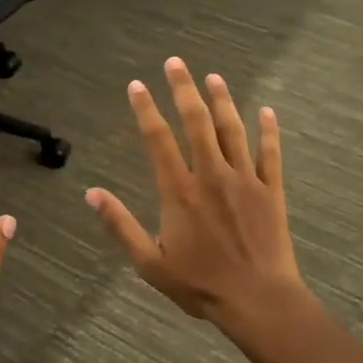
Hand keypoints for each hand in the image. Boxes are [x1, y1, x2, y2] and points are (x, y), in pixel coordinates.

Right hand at [85, 58, 312, 346]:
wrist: (258, 300)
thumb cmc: (200, 284)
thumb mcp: (149, 262)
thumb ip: (120, 225)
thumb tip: (91, 193)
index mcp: (179, 192)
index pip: (158, 140)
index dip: (146, 110)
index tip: (137, 85)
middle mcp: (211, 176)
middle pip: (196, 122)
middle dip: (183, 89)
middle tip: (175, 62)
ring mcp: (245, 180)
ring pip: (232, 130)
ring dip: (222, 100)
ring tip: (213, 77)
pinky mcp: (271, 191)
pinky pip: (271, 153)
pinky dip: (269, 130)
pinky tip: (267, 111)